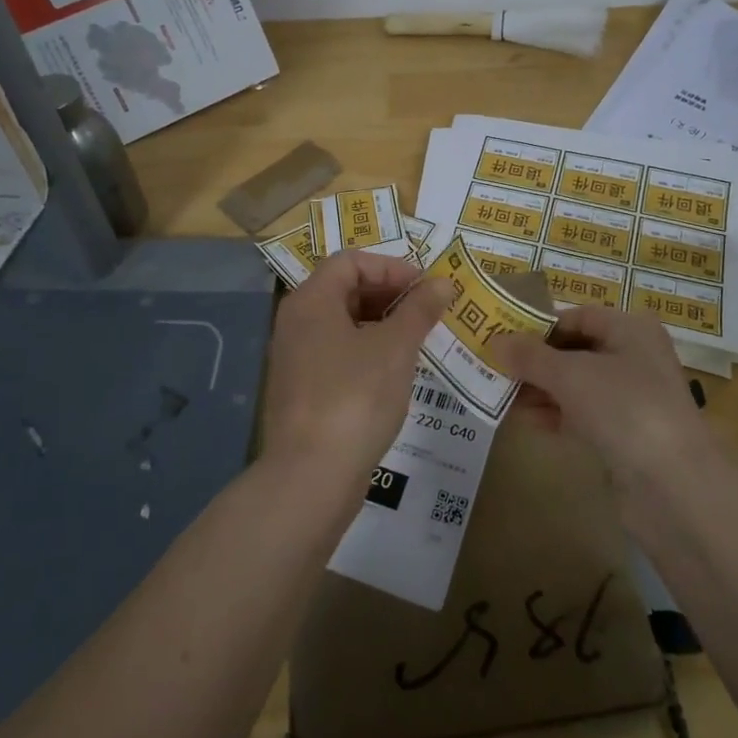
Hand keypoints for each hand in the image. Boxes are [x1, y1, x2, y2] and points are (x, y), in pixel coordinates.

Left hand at [260, 250, 454, 503]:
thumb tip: (442, 282)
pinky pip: (337, 354)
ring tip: (418, 341)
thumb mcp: (396, 348)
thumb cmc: (355, 397)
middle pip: (344, 289)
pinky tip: (395, 373)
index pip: (351, 261)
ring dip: (381, 324)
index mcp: (311, 301)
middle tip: (427, 313)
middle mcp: (295, 322)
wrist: (311, 475)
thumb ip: (419, 309)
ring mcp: (295, 358)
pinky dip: (367, 351)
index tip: (425, 288)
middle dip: (389, 295)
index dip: (391, 267)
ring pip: (342, 324)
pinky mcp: (301, 390)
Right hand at [495, 307, 711, 489]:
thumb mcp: (571, 375)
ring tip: (502, 397)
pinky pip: (583, 416)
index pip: (577, 317)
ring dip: (540, 390)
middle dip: (535, 362)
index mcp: (631, 330)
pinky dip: (556, 416)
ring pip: (576, 386)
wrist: (675, 486)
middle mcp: (635, 358)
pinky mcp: (626, 436)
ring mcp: (632, 399)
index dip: (539, 326)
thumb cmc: (625, 408)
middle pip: (575, 351)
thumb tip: (495, 341)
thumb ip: (530, 357)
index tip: (502, 338)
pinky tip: (527, 423)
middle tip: (494, 369)